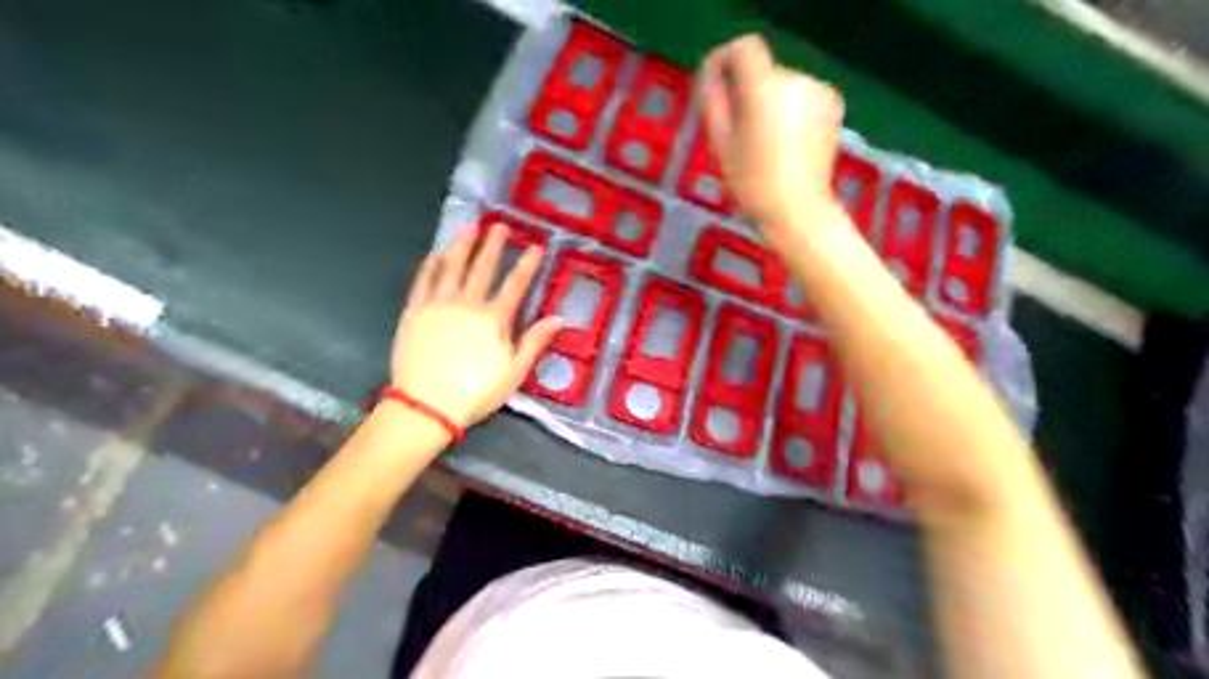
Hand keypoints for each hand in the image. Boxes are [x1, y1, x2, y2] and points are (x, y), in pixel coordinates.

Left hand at [396, 225, 565, 425]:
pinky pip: (423, 281)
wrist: (427, 405)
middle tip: (499, 226)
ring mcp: (437, 305)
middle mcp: (466, 304)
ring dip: (462, 246)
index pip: (514, 285)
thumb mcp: (514, 372)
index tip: (536, 246)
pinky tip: (436, 253)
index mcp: (493, 319)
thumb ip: (535, 342)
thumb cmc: (475, 392)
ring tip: (469, 227)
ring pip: (451, 267)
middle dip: (493, 245)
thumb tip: (559, 318)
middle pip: (482, 268)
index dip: (526, 265)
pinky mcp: (414, 312)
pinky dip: (430, 265)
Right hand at [705, 34, 841, 227]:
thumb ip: (714, 102)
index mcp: (764, 88)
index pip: (745, 49)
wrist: (798, 212)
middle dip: (748, 92)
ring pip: (783, 87)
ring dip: (770, 103)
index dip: (726, 60)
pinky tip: (787, 144)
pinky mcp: (834, 107)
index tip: (716, 86)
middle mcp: (796, 80)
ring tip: (764, 142)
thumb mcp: (722, 144)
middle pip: (764, 72)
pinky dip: (791, 112)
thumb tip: (713, 79)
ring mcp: (819, 92)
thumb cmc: (753, 183)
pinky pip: (802, 99)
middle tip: (738, 131)